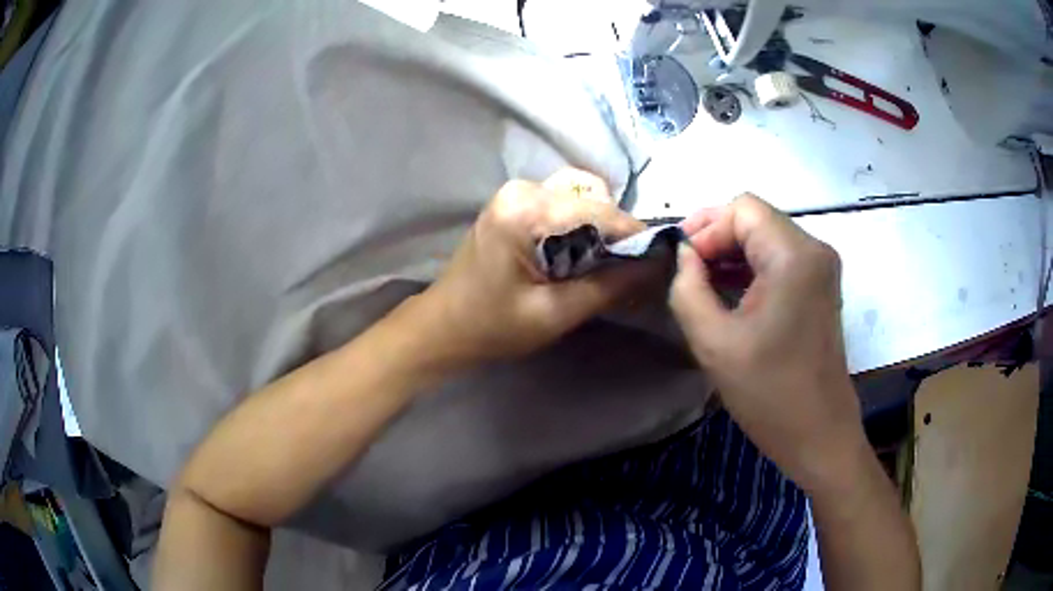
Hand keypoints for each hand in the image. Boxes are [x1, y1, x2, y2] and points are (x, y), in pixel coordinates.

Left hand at [418, 169, 651, 364]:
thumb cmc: (492, 326)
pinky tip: (585, 255)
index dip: (635, 235)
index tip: (661, 260)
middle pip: (592, 195)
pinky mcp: (515, 203)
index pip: (600, 210)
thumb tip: (655, 265)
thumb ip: (609, 286)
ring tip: (607, 264)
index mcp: (525, 210)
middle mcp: (522, 189)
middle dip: (617, 230)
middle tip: (629, 268)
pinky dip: (583, 225)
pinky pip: (564, 203)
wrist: (443, 327)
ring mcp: (516, 192)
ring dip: (601, 226)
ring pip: (581, 195)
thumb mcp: (555, 314)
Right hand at [669, 194, 865, 492]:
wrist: (819, 435)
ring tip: (700, 282)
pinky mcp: (820, 287)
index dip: (706, 228)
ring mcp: (821, 268)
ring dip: (731, 253)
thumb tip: (684, 255)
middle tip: (685, 270)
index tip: (682, 263)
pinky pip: (779, 259)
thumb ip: (688, 288)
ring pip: (766, 237)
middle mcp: (815, 250)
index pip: (742, 209)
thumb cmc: (769, 394)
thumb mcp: (714, 343)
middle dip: (716, 237)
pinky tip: (728, 291)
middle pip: (756, 219)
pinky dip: (750, 267)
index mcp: (795, 256)